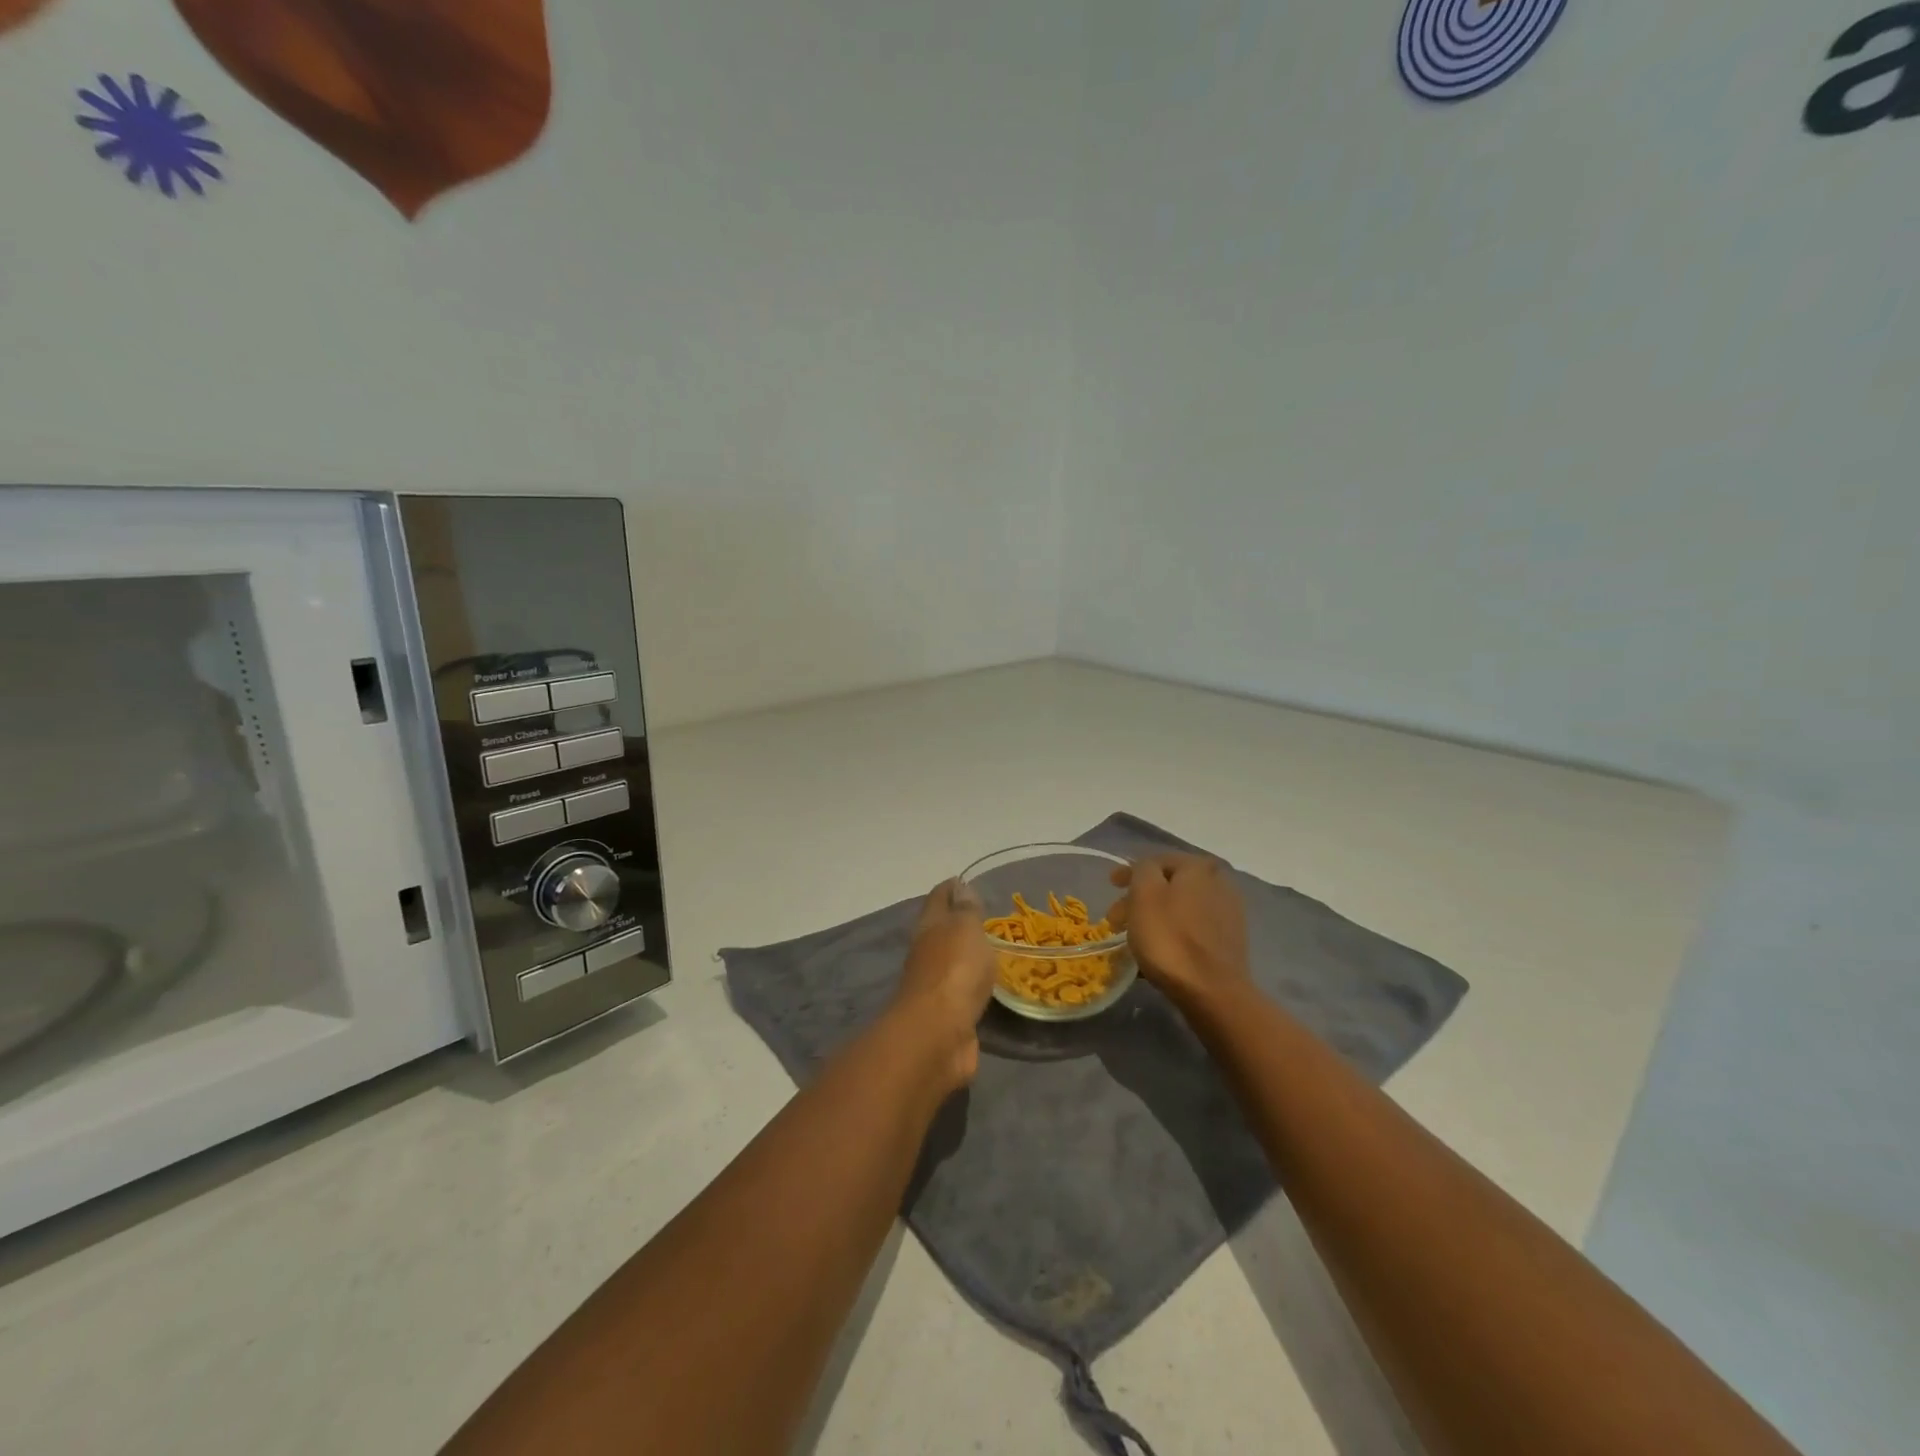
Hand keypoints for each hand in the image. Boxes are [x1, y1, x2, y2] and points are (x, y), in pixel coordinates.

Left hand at [890, 878, 998, 1088]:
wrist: (938, 1035)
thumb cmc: (954, 971)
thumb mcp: (965, 930)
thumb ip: (966, 911)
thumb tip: (960, 888)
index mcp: (929, 927)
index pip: (938, 899)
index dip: (950, 888)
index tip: (964, 880)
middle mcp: (927, 953)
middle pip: (941, 930)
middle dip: (957, 920)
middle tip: (985, 914)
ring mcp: (935, 986)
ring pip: (951, 961)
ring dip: (965, 954)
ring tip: (991, 947)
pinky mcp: (947, 1015)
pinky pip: (962, 990)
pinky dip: (972, 983)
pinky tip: (988, 984)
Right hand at [1108, 854, 1250, 1011]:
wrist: (1212, 992)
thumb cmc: (1170, 938)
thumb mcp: (1144, 893)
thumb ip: (1142, 869)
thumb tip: (1147, 868)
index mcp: (1199, 867)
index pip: (1157, 860)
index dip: (1130, 872)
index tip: (1111, 886)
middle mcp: (1219, 883)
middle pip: (1169, 885)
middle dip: (1140, 898)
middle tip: (1116, 919)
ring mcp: (1228, 913)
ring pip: (1180, 907)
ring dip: (1155, 917)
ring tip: (1134, 937)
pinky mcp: (1229, 942)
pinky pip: (1191, 928)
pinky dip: (1172, 933)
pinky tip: (1157, 951)